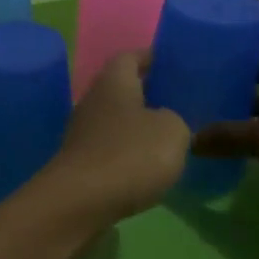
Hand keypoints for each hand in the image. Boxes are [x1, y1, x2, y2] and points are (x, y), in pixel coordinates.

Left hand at [35, 50, 189, 225]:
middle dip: (148, 92)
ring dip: (138, 124)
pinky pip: (110, 146)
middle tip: (179, 101)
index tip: (173, 64)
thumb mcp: (172, 131)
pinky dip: (128, 151)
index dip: (151, 57)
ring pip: (115, 119)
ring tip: (169, 135)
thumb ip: (176, 119)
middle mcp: (93, 100)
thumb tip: (167, 122)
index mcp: (113, 81)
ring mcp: (82, 132)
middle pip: (121, 87)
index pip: (130, 56)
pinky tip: (148, 165)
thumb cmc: (130, 154)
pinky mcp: (80, 162)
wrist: (79, 202)